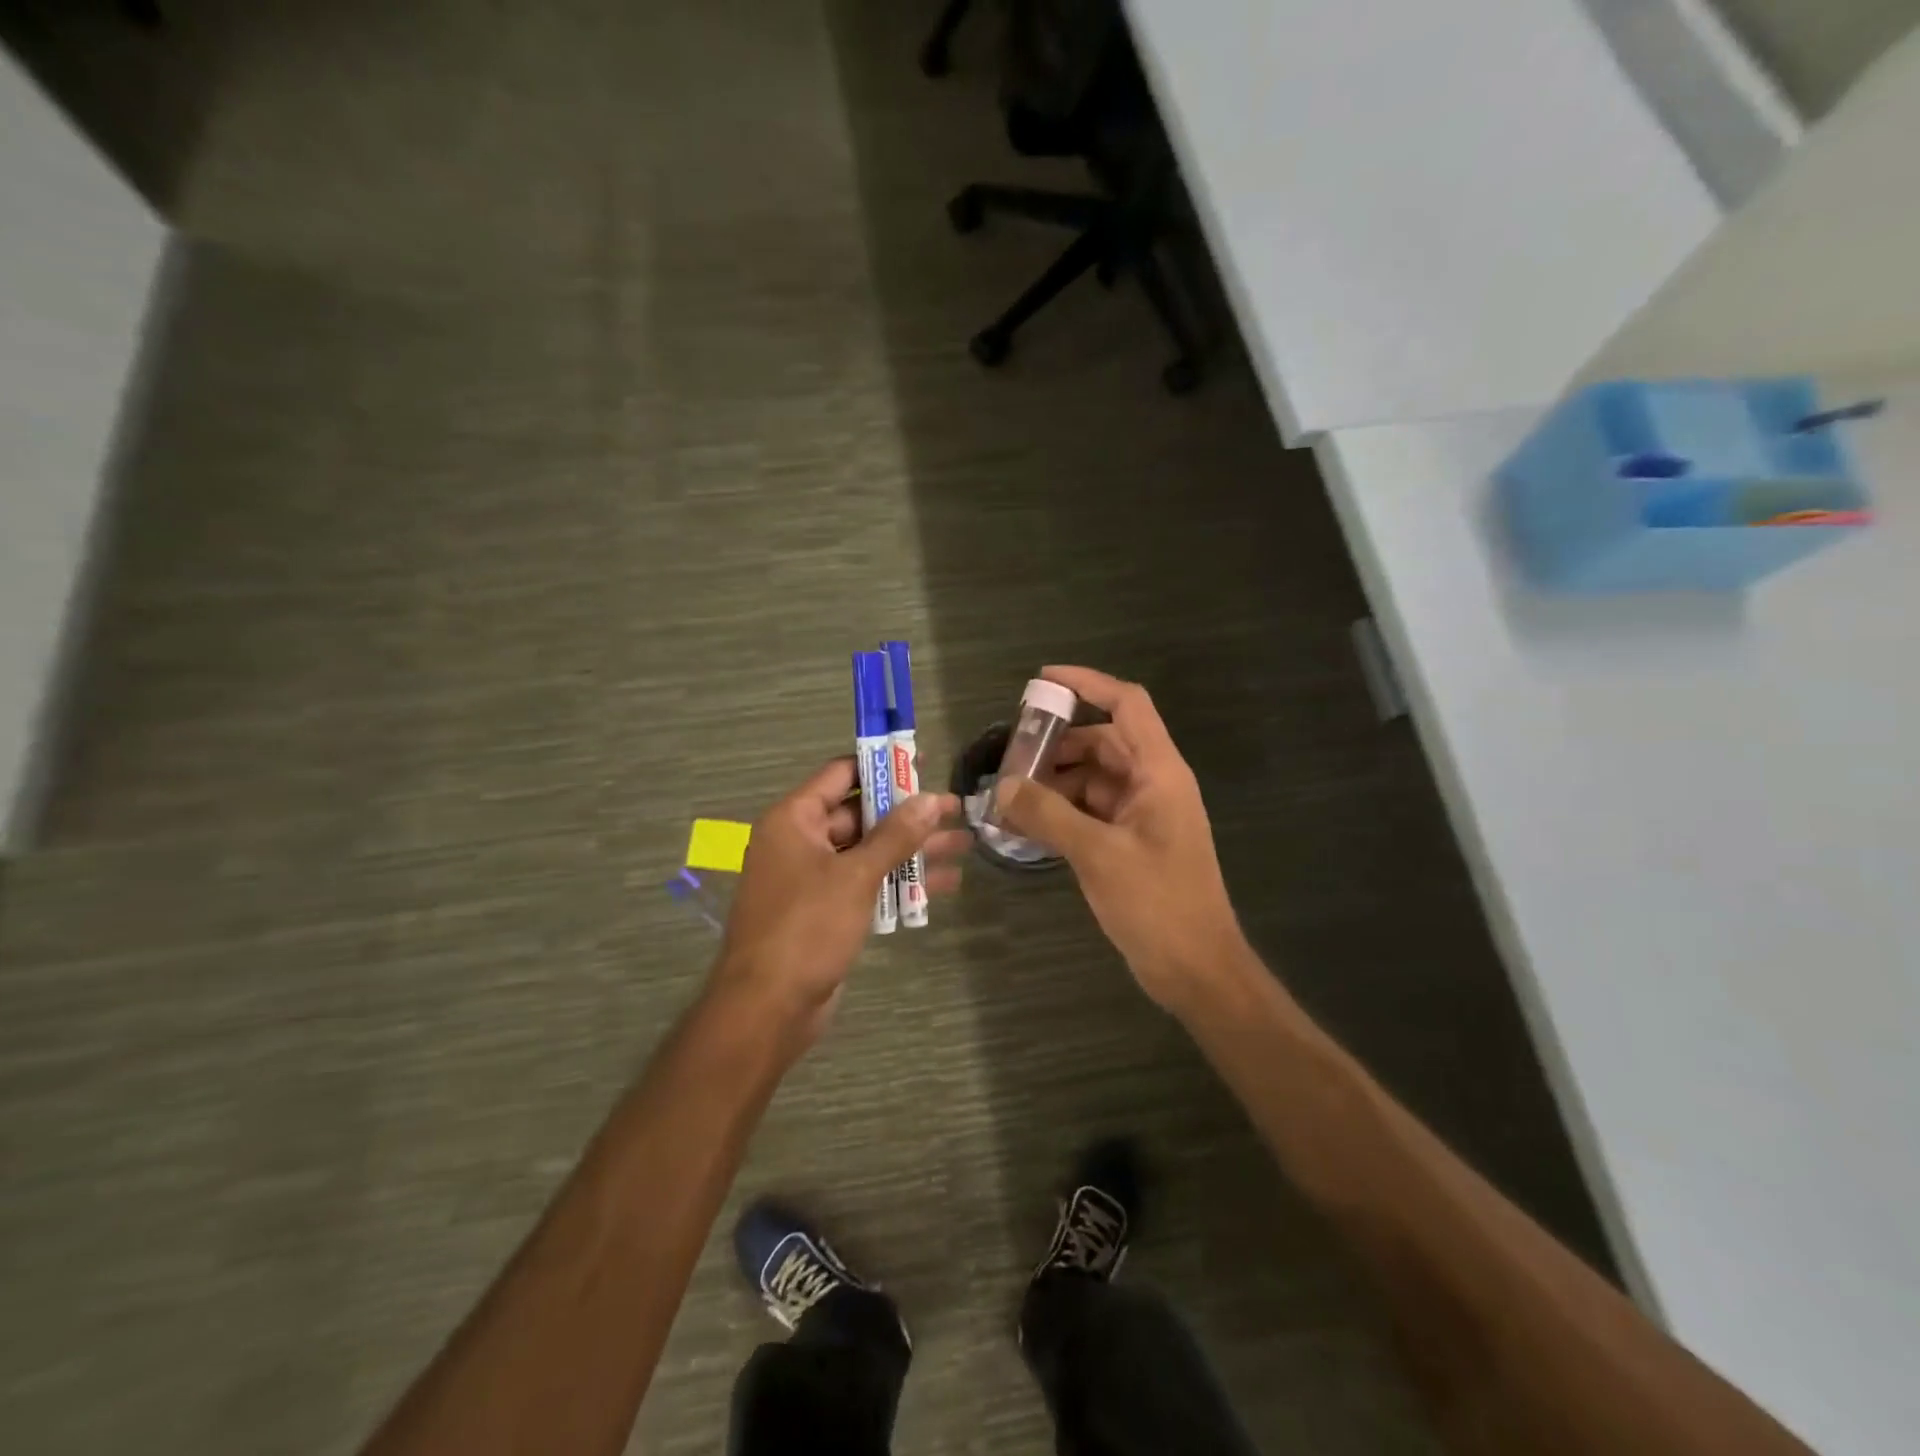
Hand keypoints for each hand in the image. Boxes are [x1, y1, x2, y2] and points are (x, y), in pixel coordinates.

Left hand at [712, 758, 966, 1044]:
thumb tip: (931, 800)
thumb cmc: (806, 928)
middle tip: (956, 810)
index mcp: (795, 820)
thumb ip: (896, 835)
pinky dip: (899, 882)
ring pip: (870, 852)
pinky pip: (867, 884)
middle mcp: (801, 842)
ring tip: (964, 845)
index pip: (842, 775)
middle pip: (861, 815)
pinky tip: (943, 884)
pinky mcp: (827, 912)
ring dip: (913, 849)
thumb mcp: (856, 876)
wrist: (768, 1008)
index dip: (883, 767)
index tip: (924, 763)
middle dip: (909, 814)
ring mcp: (814, 879)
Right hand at [995, 666, 1244, 1010]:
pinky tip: (1027, 826)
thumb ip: (1048, 815)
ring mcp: (1143, 815)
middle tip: (1011, 755)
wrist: (1196, 970)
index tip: (1041, 681)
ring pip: (1093, 779)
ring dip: (1055, 782)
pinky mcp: (1131, 842)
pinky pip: (1091, 811)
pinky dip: (1061, 812)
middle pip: (1103, 742)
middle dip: (1057, 744)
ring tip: (1010, 797)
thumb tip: (1002, 787)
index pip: (1127, 705)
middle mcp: (1153, 784)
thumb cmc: (1158, 905)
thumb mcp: (1098, 855)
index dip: (1087, 683)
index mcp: (1160, 773)